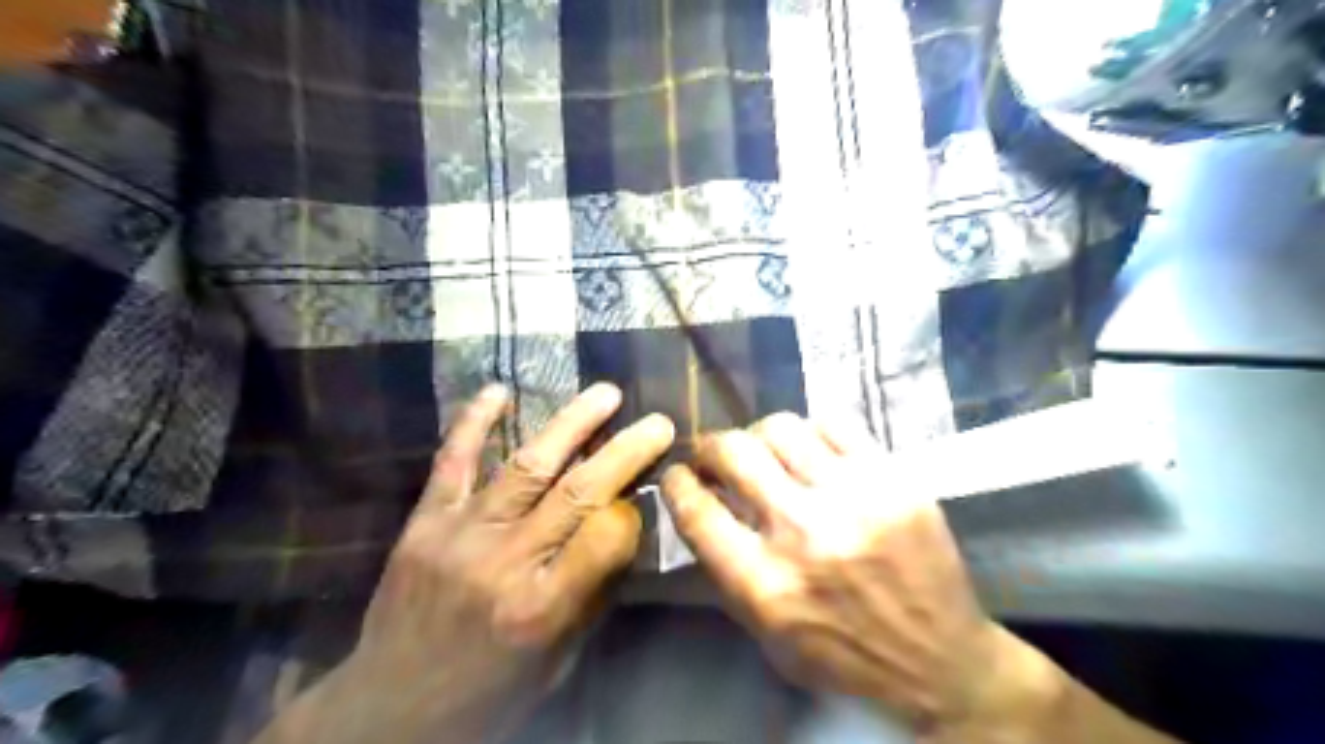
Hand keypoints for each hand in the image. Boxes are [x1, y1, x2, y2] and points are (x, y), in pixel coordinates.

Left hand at [271, 385, 682, 743]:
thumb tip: (623, 529)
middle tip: (657, 422)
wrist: (389, 710)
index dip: (632, 510)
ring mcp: (461, 535)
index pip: (606, 536)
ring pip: (527, 465)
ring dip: (572, 423)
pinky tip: (499, 391)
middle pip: (578, 492)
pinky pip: (452, 462)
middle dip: (625, 451)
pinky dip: (474, 422)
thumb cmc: (487, 691)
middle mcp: (505, 563)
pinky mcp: (425, 523)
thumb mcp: (556, 661)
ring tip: (606, 394)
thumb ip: (591, 593)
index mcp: (542, 608)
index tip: (642, 497)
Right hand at [663, 415, 1062, 739]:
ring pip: (780, 427)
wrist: (940, 663)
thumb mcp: (766, 633)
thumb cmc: (843, 656)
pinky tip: (814, 451)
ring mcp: (853, 499)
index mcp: (764, 584)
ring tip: (767, 452)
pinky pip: (835, 423)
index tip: (677, 475)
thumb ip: (728, 569)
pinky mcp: (894, 479)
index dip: (677, 483)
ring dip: (759, 436)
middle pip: (733, 452)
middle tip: (716, 456)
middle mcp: (804, 533)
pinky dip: (812, 432)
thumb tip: (702, 503)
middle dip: (711, 447)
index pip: (697, 511)